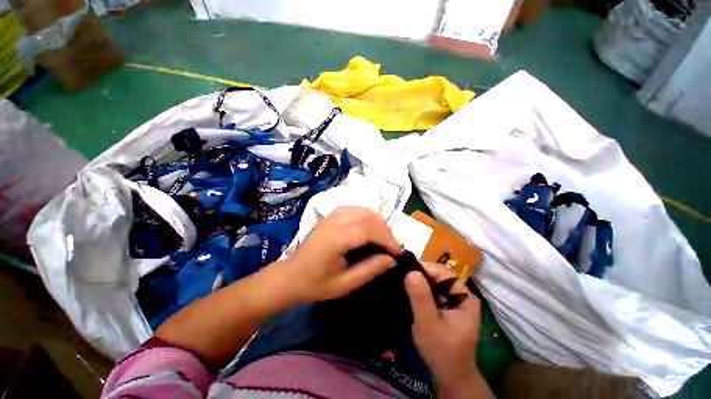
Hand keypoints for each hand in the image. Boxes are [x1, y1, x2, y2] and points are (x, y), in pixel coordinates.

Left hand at [279, 206, 401, 302]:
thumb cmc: (315, 283)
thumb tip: (392, 259)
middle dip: (386, 231)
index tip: (398, 253)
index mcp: (336, 238)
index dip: (388, 240)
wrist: (291, 275)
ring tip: (383, 239)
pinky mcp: (332, 214)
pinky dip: (368, 217)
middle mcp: (335, 221)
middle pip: (369, 217)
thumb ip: (369, 270)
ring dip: (378, 223)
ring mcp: (333, 215)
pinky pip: (356, 209)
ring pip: (364, 210)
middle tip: (391, 248)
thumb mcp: (344, 284)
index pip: (370, 230)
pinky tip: (369, 229)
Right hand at [405, 263, 486, 397]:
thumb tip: (411, 272)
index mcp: (465, 297)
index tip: (405, 268)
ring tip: (404, 280)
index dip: (425, 268)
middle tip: (402, 274)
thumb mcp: (428, 324)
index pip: (444, 273)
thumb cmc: (441, 351)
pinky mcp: (448, 307)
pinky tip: (411, 292)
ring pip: (436, 283)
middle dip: (421, 275)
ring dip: (420, 282)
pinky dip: (422, 290)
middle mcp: (462, 295)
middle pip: (440, 276)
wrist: (450, 376)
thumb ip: (420, 298)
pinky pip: (434, 292)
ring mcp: (455, 301)